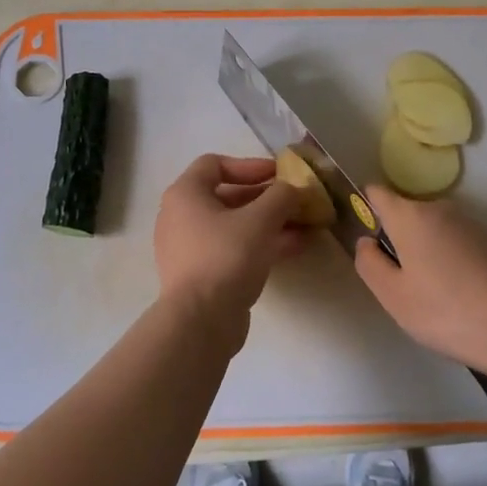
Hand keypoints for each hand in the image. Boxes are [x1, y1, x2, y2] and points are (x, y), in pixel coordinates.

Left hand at [153, 154, 304, 341]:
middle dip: (267, 198)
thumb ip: (281, 196)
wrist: (200, 321)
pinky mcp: (201, 275)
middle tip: (297, 201)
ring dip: (270, 223)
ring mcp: (189, 248)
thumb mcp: (261, 219)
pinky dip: (260, 244)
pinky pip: (233, 249)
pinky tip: (294, 247)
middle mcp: (181, 217)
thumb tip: (294, 188)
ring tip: (305, 225)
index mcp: (185, 194)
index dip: (249, 165)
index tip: (279, 174)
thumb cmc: (226, 256)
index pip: (215, 164)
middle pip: (228, 196)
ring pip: (234, 226)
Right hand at [353, 187, 486, 368]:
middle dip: (397, 236)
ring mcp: (469, 222)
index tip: (367, 238)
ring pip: (432, 227)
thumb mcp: (391, 295)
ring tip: (431, 290)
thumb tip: (366, 242)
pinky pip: (455, 239)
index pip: (377, 193)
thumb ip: (368, 262)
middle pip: (406, 212)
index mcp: (410, 215)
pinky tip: (457, 290)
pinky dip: (448, 256)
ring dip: (424, 247)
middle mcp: (440, 208)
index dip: (365, 208)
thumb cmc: (443, 312)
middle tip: (399, 279)